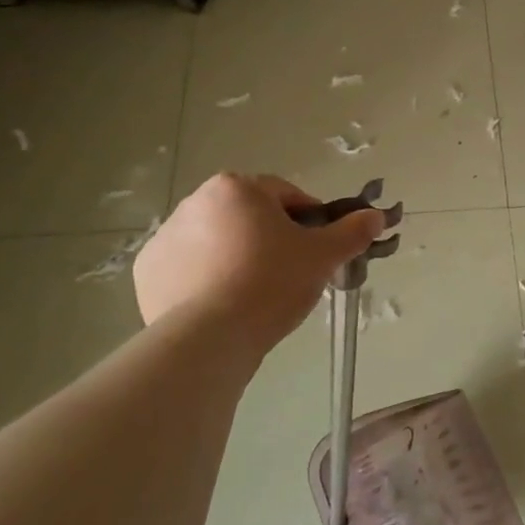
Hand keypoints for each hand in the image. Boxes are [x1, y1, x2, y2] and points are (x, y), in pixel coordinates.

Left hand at [133, 174, 386, 351]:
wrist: (211, 336)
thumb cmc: (272, 283)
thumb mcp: (323, 256)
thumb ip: (352, 232)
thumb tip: (376, 216)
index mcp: (238, 187)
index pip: (286, 195)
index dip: (309, 220)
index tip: (317, 249)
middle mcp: (196, 201)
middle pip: (248, 216)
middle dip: (269, 238)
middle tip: (289, 273)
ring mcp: (166, 236)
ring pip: (217, 240)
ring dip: (237, 256)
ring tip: (255, 293)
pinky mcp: (148, 271)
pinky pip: (187, 267)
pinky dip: (204, 279)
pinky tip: (223, 304)